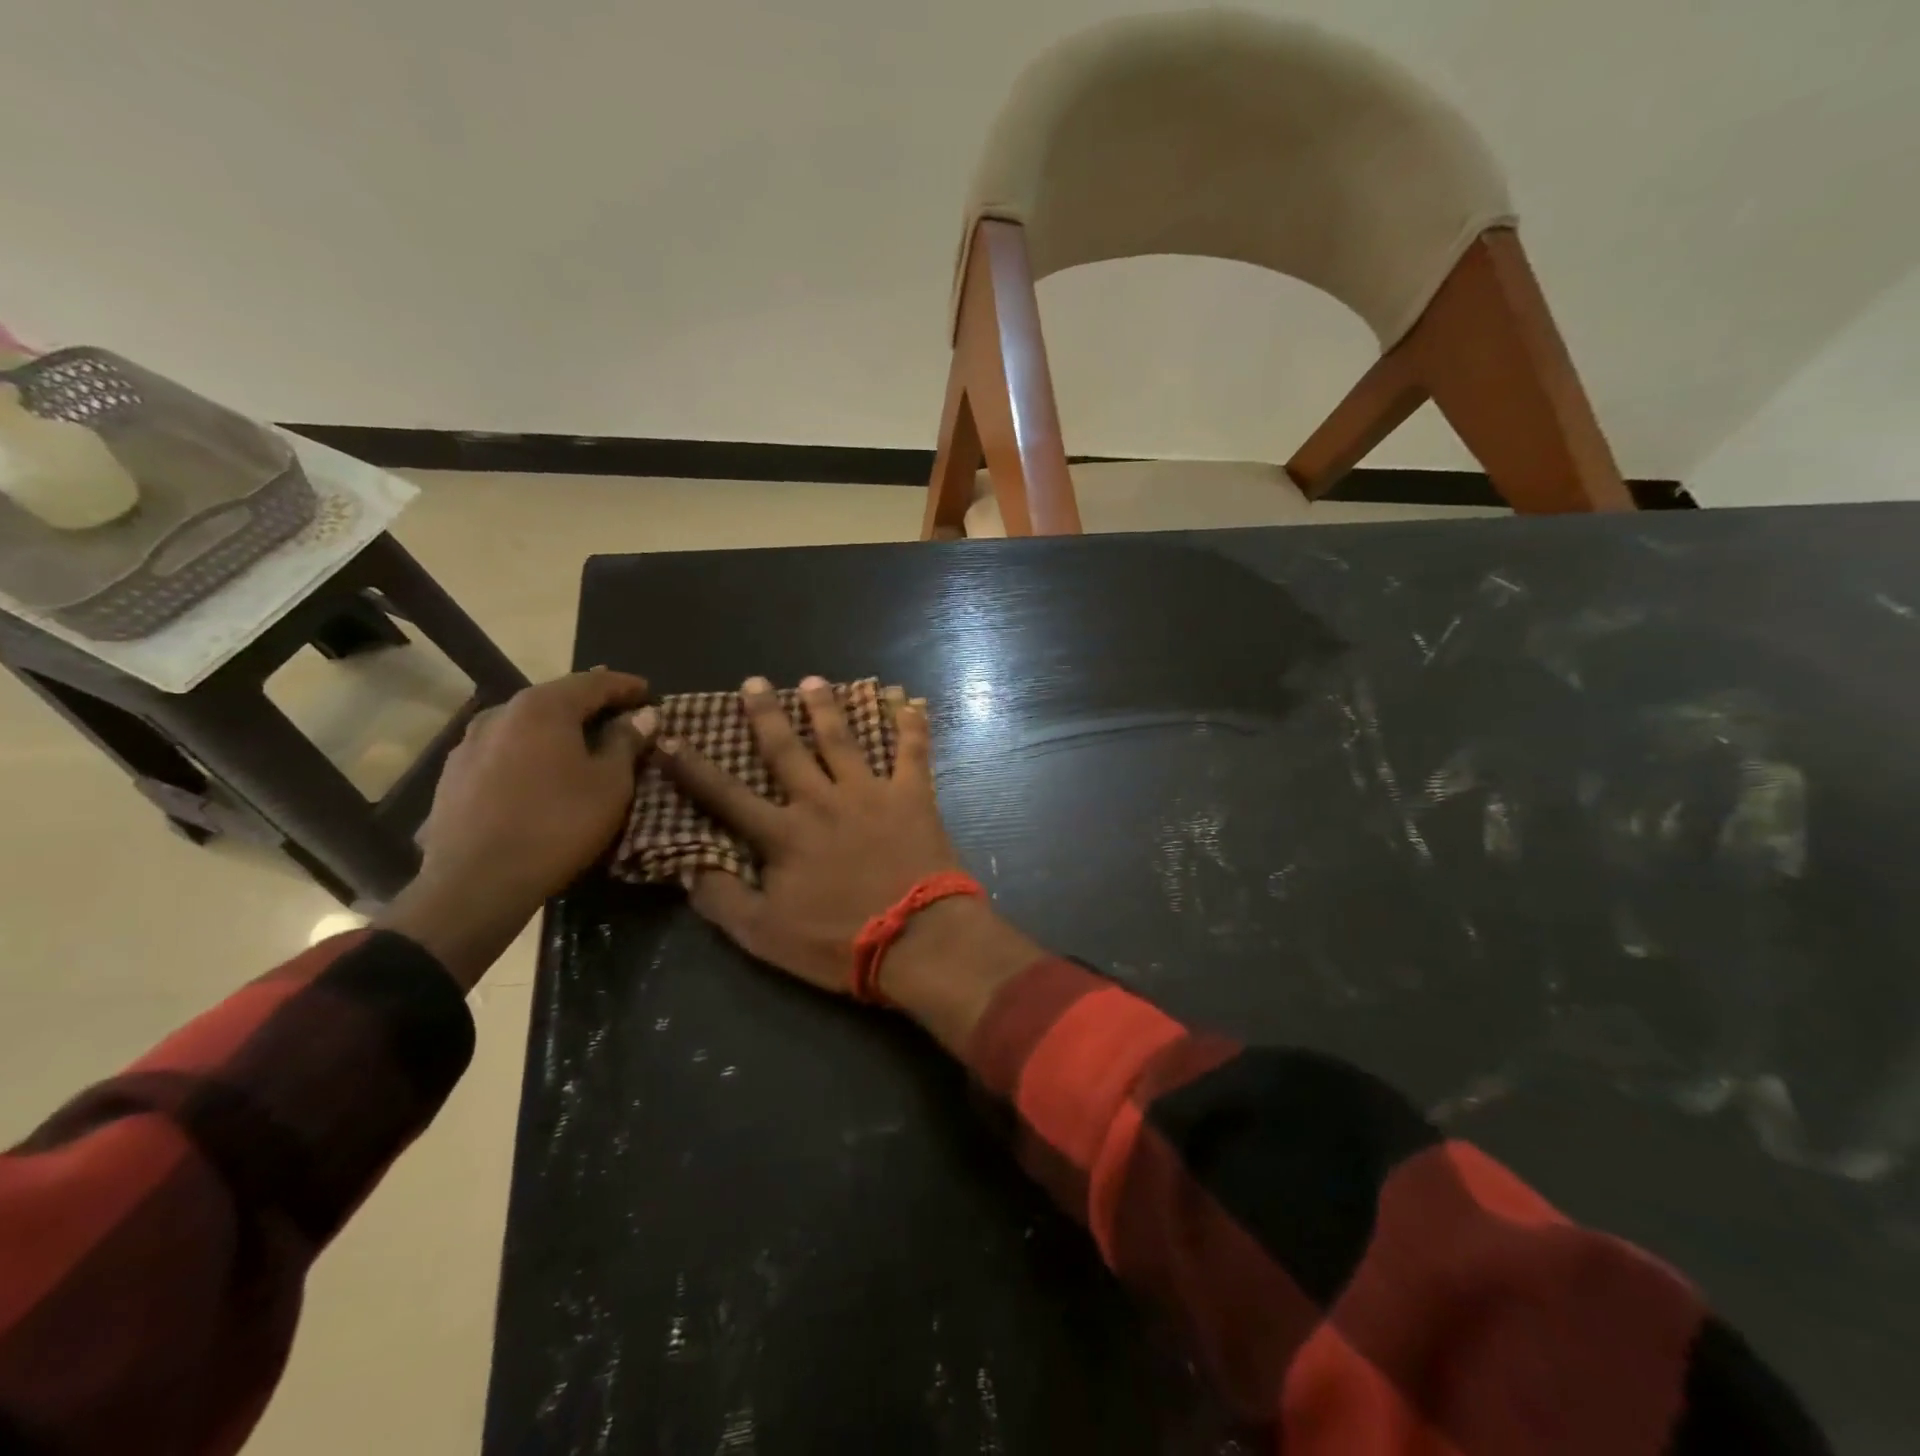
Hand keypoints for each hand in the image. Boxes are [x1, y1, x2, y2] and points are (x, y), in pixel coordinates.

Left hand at [381, 669, 655, 988]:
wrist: (476, 883)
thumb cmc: (558, 825)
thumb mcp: (610, 784)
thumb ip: (627, 742)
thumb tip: (643, 715)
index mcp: (543, 708)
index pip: (594, 682)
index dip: (626, 686)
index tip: (649, 692)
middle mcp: (501, 713)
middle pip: (556, 698)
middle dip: (591, 705)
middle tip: (621, 715)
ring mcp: (469, 744)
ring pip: (526, 725)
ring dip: (558, 729)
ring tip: (582, 743)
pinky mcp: (452, 775)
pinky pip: (504, 750)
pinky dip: (530, 752)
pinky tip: (541, 772)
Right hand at [658, 676, 959, 993]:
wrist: (917, 939)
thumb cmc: (840, 942)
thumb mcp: (765, 935)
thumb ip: (723, 899)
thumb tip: (688, 869)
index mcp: (783, 834)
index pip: (726, 794)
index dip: (693, 768)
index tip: (669, 737)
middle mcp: (822, 801)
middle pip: (786, 750)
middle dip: (766, 714)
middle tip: (753, 681)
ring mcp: (870, 793)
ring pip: (842, 740)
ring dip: (826, 707)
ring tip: (813, 680)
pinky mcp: (912, 796)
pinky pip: (911, 751)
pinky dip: (910, 724)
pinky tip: (907, 699)